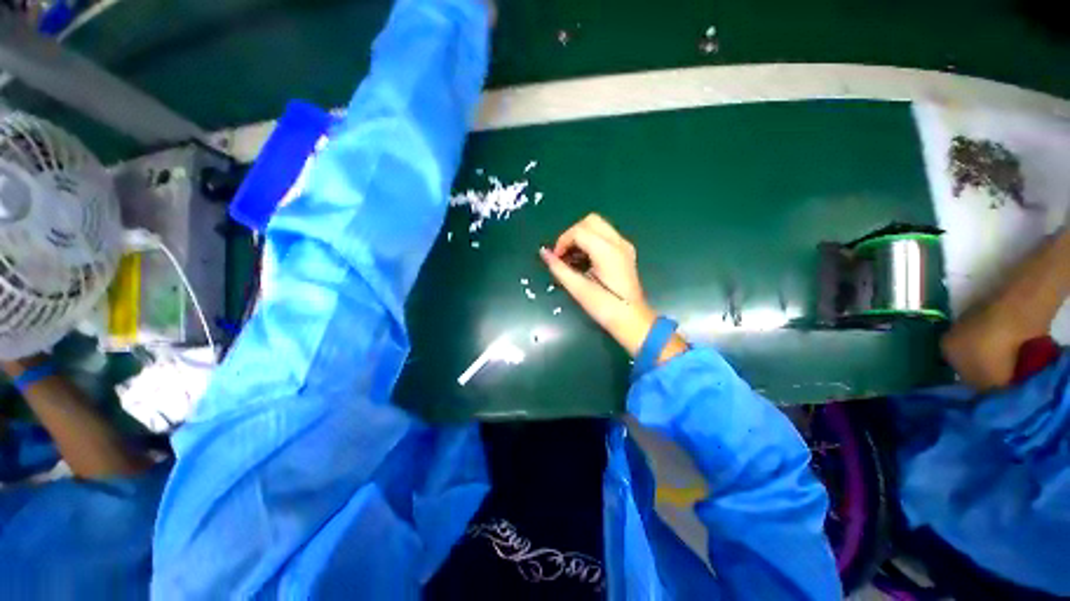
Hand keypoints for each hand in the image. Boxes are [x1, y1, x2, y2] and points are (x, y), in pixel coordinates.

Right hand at [540, 214, 686, 360]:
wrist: (632, 320)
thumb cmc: (605, 308)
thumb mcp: (579, 289)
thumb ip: (560, 268)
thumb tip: (544, 253)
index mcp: (607, 251)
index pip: (579, 231)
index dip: (562, 241)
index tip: (556, 258)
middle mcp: (618, 243)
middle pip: (590, 221)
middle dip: (572, 234)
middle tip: (563, 254)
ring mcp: (624, 246)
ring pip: (598, 226)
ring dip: (581, 237)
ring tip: (572, 259)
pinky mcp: (625, 252)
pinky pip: (605, 236)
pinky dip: (591, 241)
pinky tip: (584, 260)